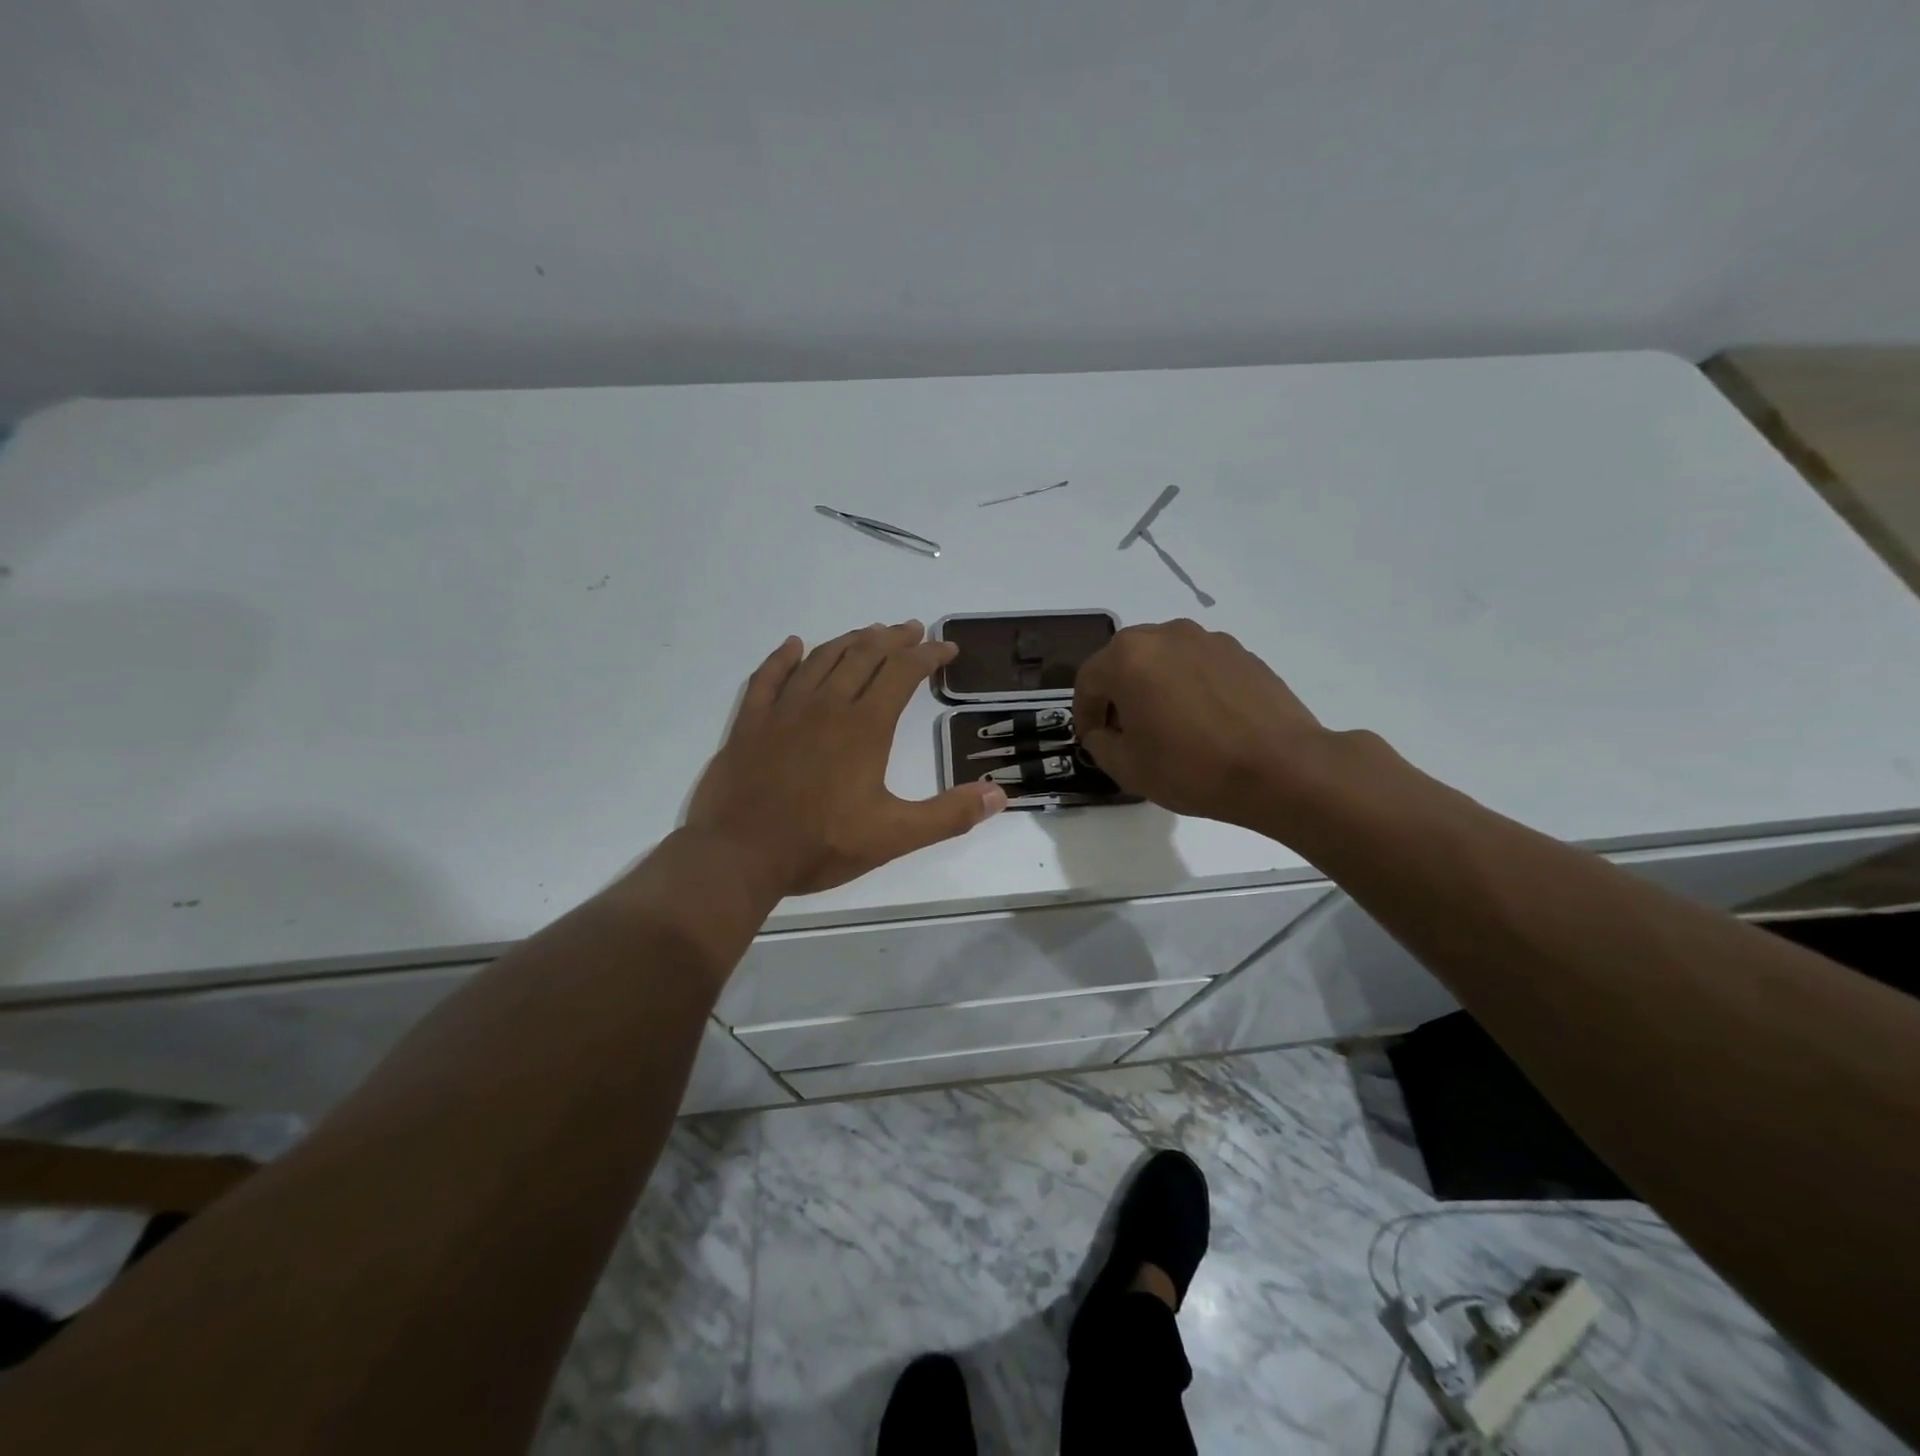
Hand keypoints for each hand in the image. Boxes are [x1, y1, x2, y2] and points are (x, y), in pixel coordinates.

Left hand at [687, 621, 1007, 895]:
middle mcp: (827, 705)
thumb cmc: (821, 844)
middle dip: (894, 638)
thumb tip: (999, 794)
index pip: (903, 673)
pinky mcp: (751, 722)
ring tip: (869, 633)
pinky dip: (784, 656)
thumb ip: (948, 814)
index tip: (947, 648)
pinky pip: (768, 676)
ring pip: (822, 658)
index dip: (929, 655)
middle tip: (913, 629)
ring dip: (850, 640)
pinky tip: (794, 645)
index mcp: (865, 726)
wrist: (740, 854)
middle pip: (865, 655)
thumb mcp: (895, 836)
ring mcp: (784, 709)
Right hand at [1074, 619, 1335, 830]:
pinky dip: (1187, 684)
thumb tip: (1102, 730)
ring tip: (1165, 723)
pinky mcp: (1240, 652)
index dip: (1084, 712)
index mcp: (1128, 658)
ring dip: (1152, 685)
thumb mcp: (1127, 768)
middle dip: (1116, 693)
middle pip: (1124, 660)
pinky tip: (1201, 720)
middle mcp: (1165, 635)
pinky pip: (1196, 663)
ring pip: (1162, 658)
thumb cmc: (1192, 769)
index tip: (1091, 738)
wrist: (1281, 768)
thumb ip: (1099, 743)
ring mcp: (1207, 639)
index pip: (1088, 680)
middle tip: (1124, 729)